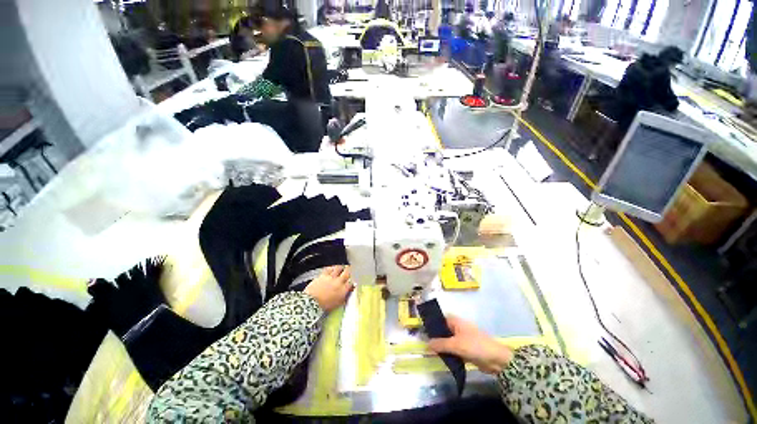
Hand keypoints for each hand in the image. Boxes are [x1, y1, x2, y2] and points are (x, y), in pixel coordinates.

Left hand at [304, 266, 352, 311]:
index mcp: (343, 290)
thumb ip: (344, 297)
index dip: (352, 281)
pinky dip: (332, 268)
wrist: (310, 303)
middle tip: (350, 270)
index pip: (351, 283)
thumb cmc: (324, 306)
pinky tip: (332, 268)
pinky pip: (329, 268)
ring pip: (339, 268)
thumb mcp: (337, 304)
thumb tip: (348, 292)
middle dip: (349, 271)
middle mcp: (339, 281)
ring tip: (342, 267)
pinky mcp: (323, 275)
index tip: (352, 282)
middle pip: (347, 272)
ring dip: (341, 267)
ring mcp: (331, 277)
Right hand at [427, 315, 512, 374]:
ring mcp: (461, 339)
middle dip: (434, 337)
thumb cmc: (475, 346)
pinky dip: (447, 353)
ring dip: (440, 346)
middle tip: (423, 343)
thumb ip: (440, 344)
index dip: (431, 324)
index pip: (439, 319)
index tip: (421, 331)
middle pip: (442, 330)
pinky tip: (439, 358)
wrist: (496, 360)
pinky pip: (452, 349)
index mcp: (455, 321)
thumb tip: (426, 344)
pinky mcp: (465, 349)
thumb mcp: (456, 344)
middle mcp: (457, 327)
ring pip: (447, 341)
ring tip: (428, 352)